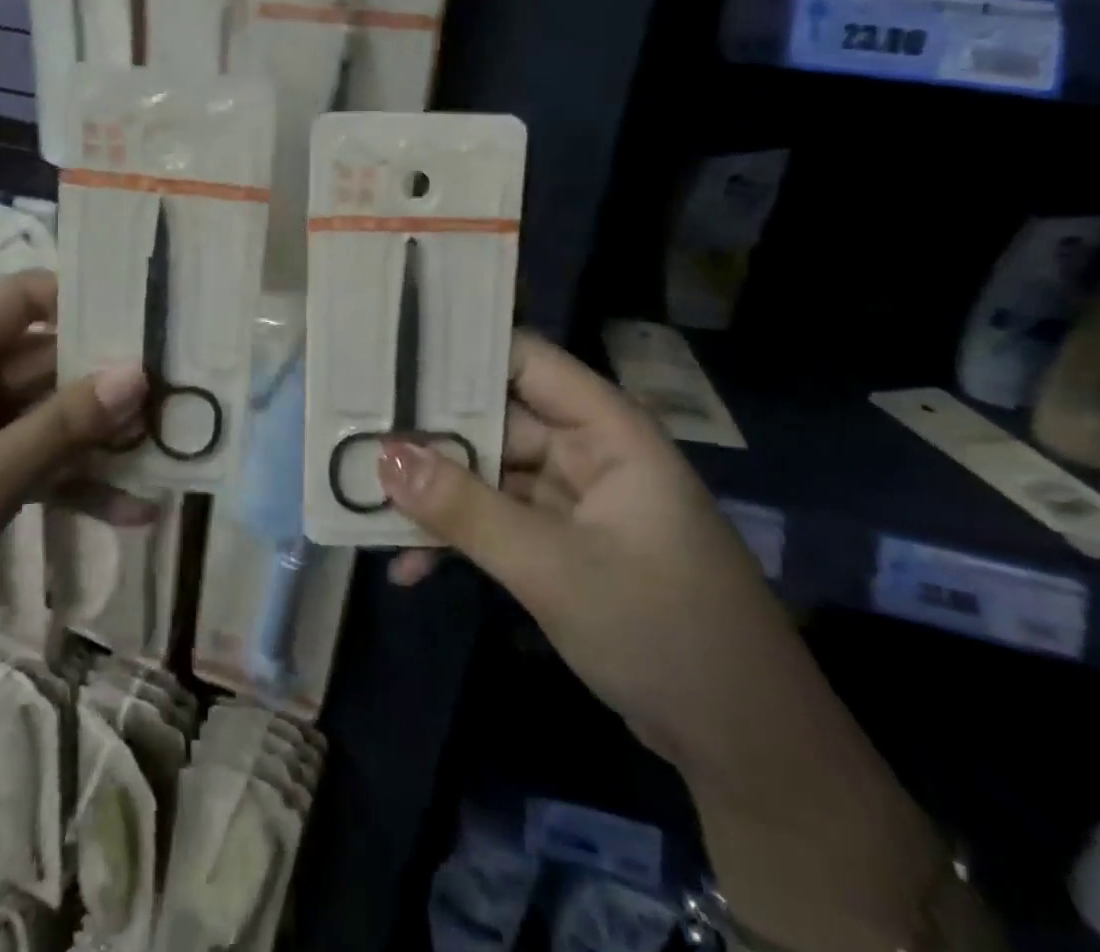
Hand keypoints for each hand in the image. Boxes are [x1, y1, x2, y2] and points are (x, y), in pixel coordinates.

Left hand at [0, 271, 145, 824]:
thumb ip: (63, 425)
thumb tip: (140, 371)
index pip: (27, 297)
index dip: (93, 304)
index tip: (159, 326)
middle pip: (44, 358)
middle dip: (109, 386)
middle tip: (184, 401)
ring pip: (43, 413)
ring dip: (98, 440)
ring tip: (170, 457)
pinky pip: (26, 458)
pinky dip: (69, 479)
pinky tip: (132, 509)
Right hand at [380, 333, 807, 784]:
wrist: (745, 747)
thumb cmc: (662, 629)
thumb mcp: (553, 567)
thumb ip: (466, 510)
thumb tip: (384, 456)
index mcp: (605, 429)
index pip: (525, 359)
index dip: (461, 351)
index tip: (390, 356)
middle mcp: (588, 451)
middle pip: (496, 420)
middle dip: (431, 433)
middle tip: (354, 432)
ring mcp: (575, 501)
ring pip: (491, 476)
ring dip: (437, 493)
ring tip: (365, 499)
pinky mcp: (564, 546)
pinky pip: (499, 523)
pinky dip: (461, 539)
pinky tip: (409, 567)